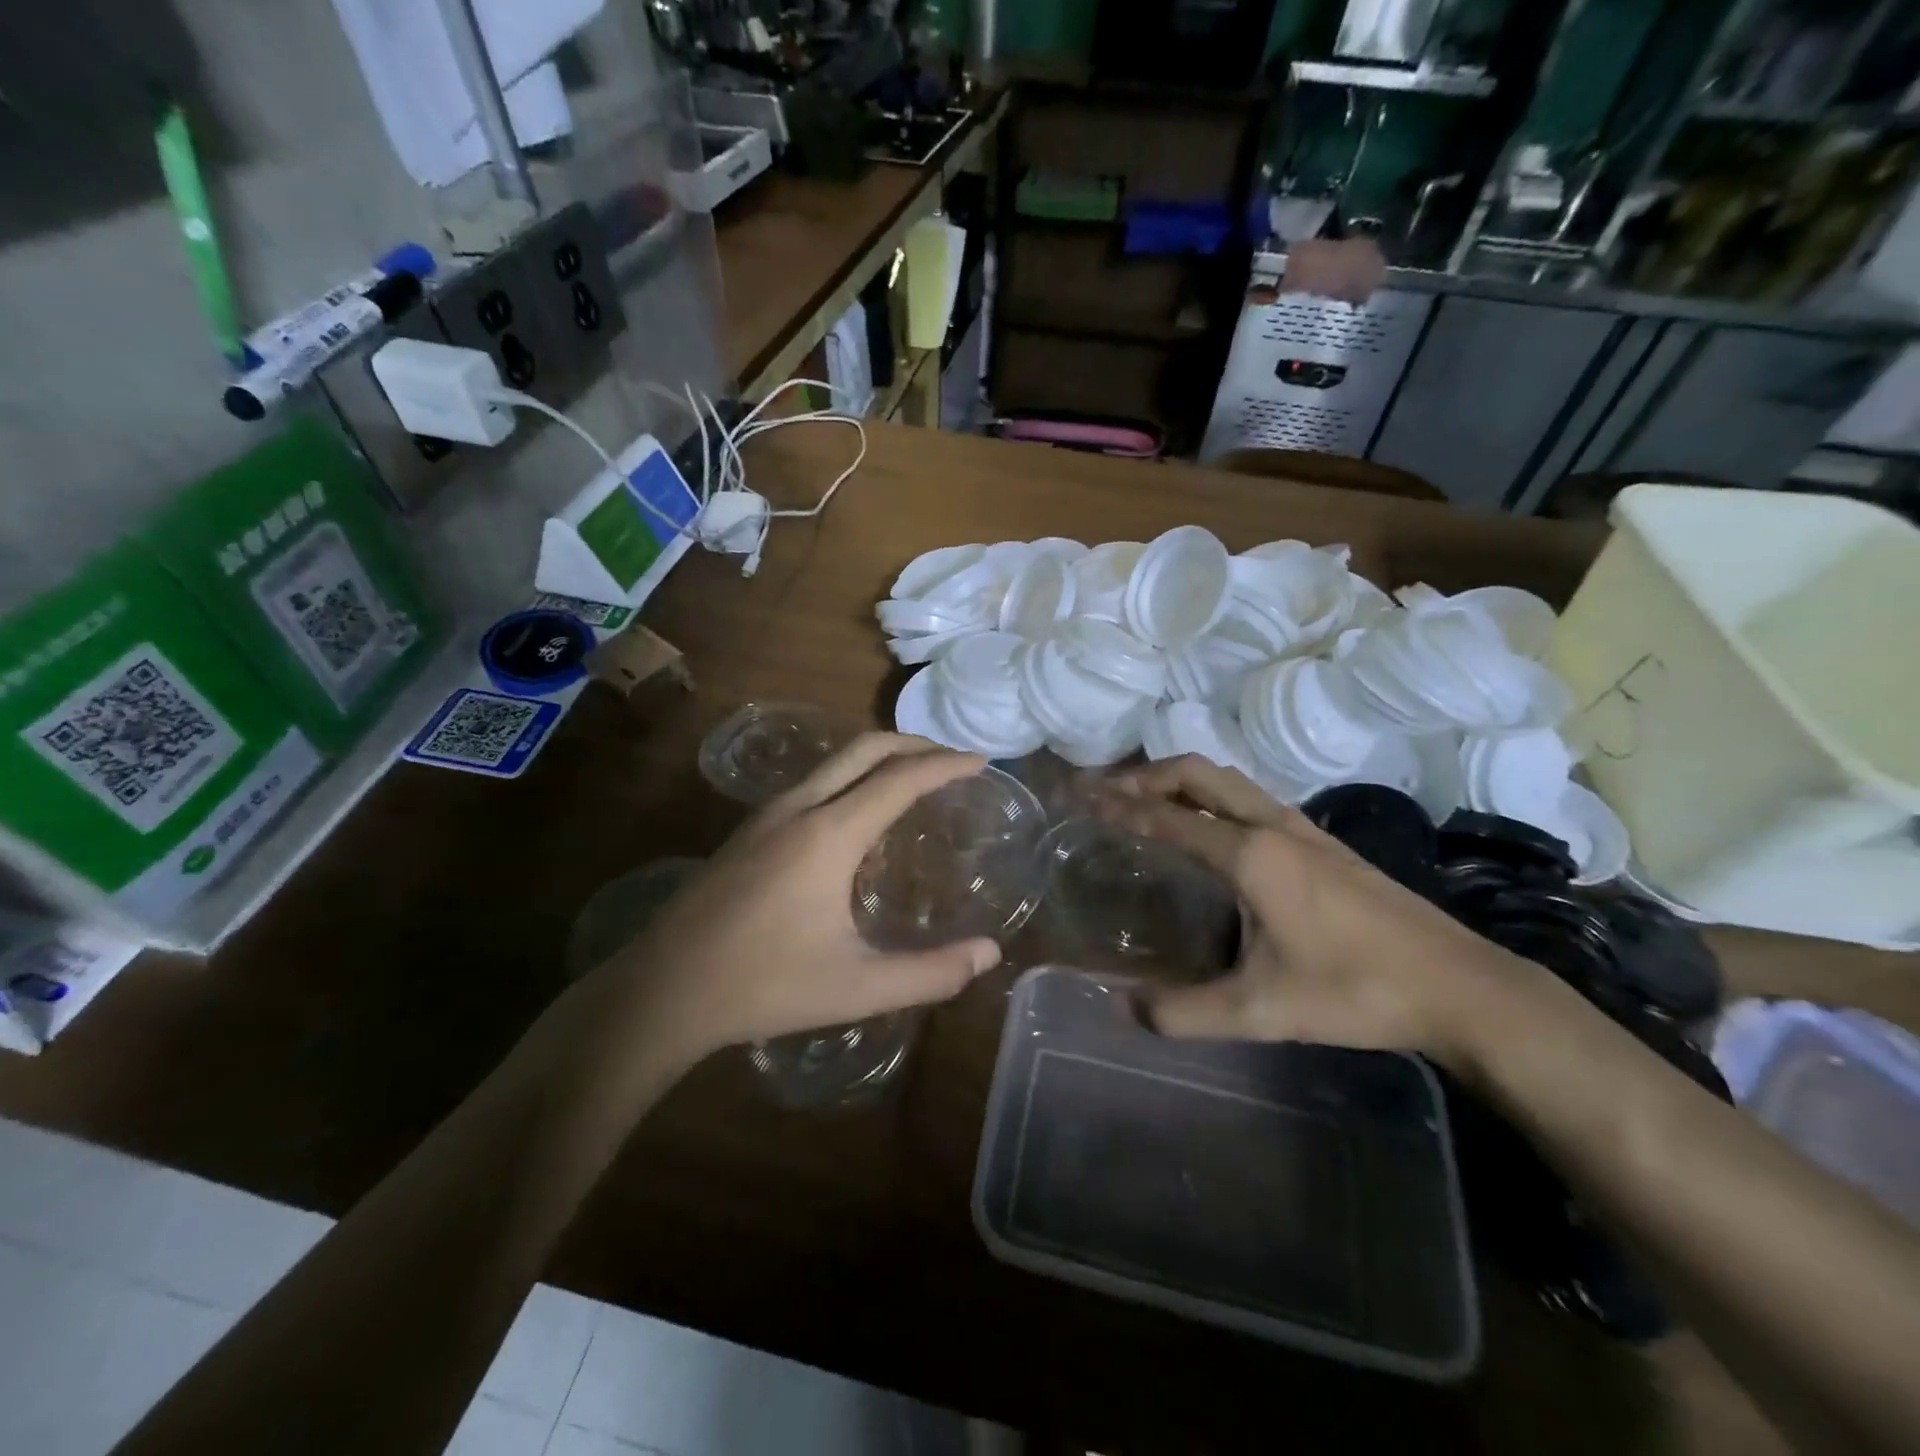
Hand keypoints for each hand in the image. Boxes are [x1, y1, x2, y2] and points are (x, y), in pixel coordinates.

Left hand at [598, 734, 1003, 1060]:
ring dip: (879, 757)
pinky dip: (850, 777)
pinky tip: (856, 817)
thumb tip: (990, 953)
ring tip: (912, 779)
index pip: (900, 778)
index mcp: (830, 834)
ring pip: (833, 761)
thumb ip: (930, 973)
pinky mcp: (746, 831)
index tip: (980, 762)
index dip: (945, 765)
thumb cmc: (765, 986)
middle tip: (951, 760)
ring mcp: (765, 815)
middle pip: (865, 748)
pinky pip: (812, 782)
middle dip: (914, 744)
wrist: (661, 991)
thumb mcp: (858, 988)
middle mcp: (798, 808)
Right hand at [1109, 756, 1526, 1073]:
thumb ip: (1185, 1013)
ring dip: (1180, 780)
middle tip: (1105, 790)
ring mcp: (1303, 828)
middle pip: (1197, 773)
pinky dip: (1211, 795)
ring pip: (1228, 781)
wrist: (1459, 985)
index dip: (1120, 807)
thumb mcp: (1261, 1011)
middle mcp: (1273, 826)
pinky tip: (1209, 828)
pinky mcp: (1323, 841)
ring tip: (1145, 800)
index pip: (1169, 818)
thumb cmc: (1355, 990)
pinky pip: (1250, 798)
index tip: (1082, 797)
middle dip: (1145, 774)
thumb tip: (1124, 1009)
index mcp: (1251, 855)